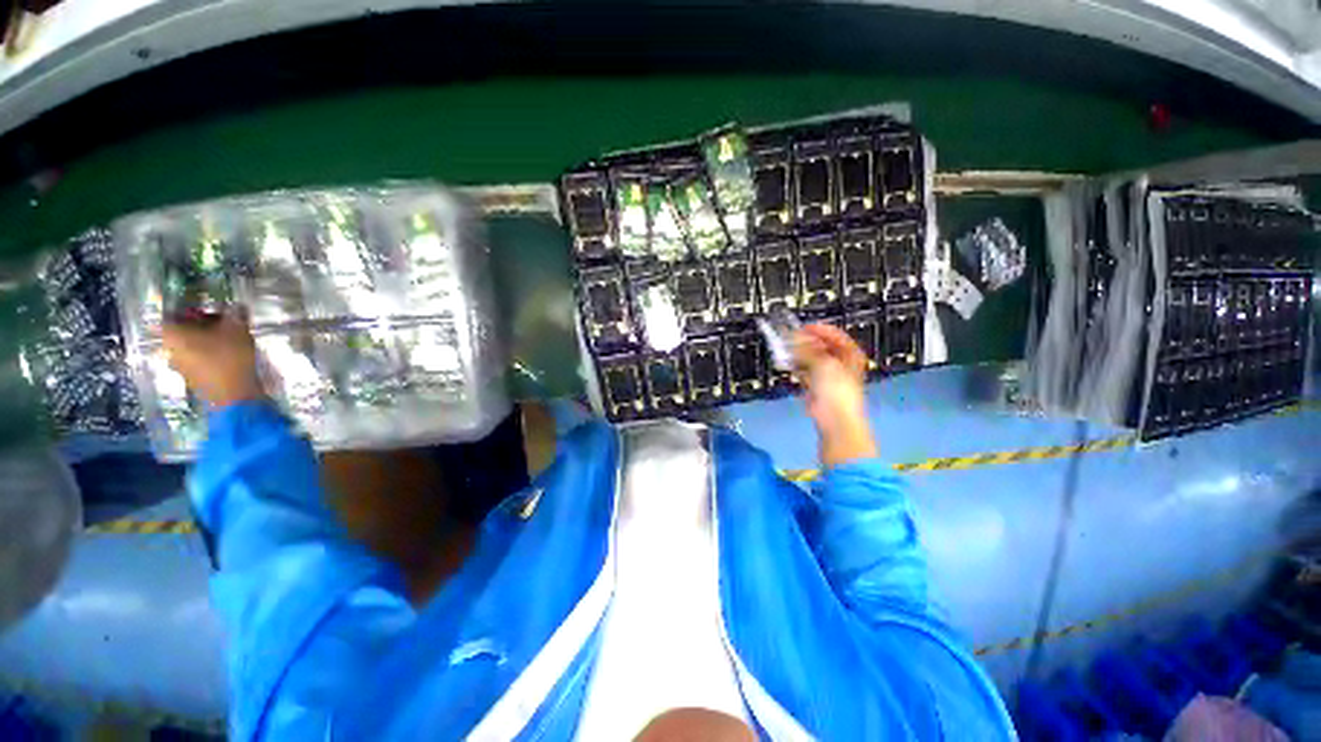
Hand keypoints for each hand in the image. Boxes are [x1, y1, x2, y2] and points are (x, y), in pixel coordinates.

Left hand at [162, 312, 263, 407]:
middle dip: (200, 326)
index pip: (172, 314)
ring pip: (189, 346)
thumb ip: (234, 315)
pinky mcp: (192, 379)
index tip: (207, 308)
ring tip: (228, 340)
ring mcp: (179, 367)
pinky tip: (227, 355)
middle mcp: (168, 349)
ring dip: (205, 341)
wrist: (234, 395)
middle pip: (180, 331)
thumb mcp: (237, 329)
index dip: (188, 309)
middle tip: (221, 323)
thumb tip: (235, 305)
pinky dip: (208, 355)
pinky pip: (197, 360)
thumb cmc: (229, 357)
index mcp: (171, 334)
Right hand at [793, 323, 877, 466]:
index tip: (802, 326)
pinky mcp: (816, 388)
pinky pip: (805, 372)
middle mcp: (841, 364)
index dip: (819, 330)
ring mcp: (828, 377)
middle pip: (822, 347)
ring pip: (812, 359)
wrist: (835, 421)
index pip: (835, 336)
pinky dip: (797, 367)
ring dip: (799, 354)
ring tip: (786, 348)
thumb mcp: (822, 364)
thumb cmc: (836, 392)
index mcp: (850, 356)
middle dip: (806, 342)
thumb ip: (806, 350)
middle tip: (790, 337)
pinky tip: (787, 362)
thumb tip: (793, 337)